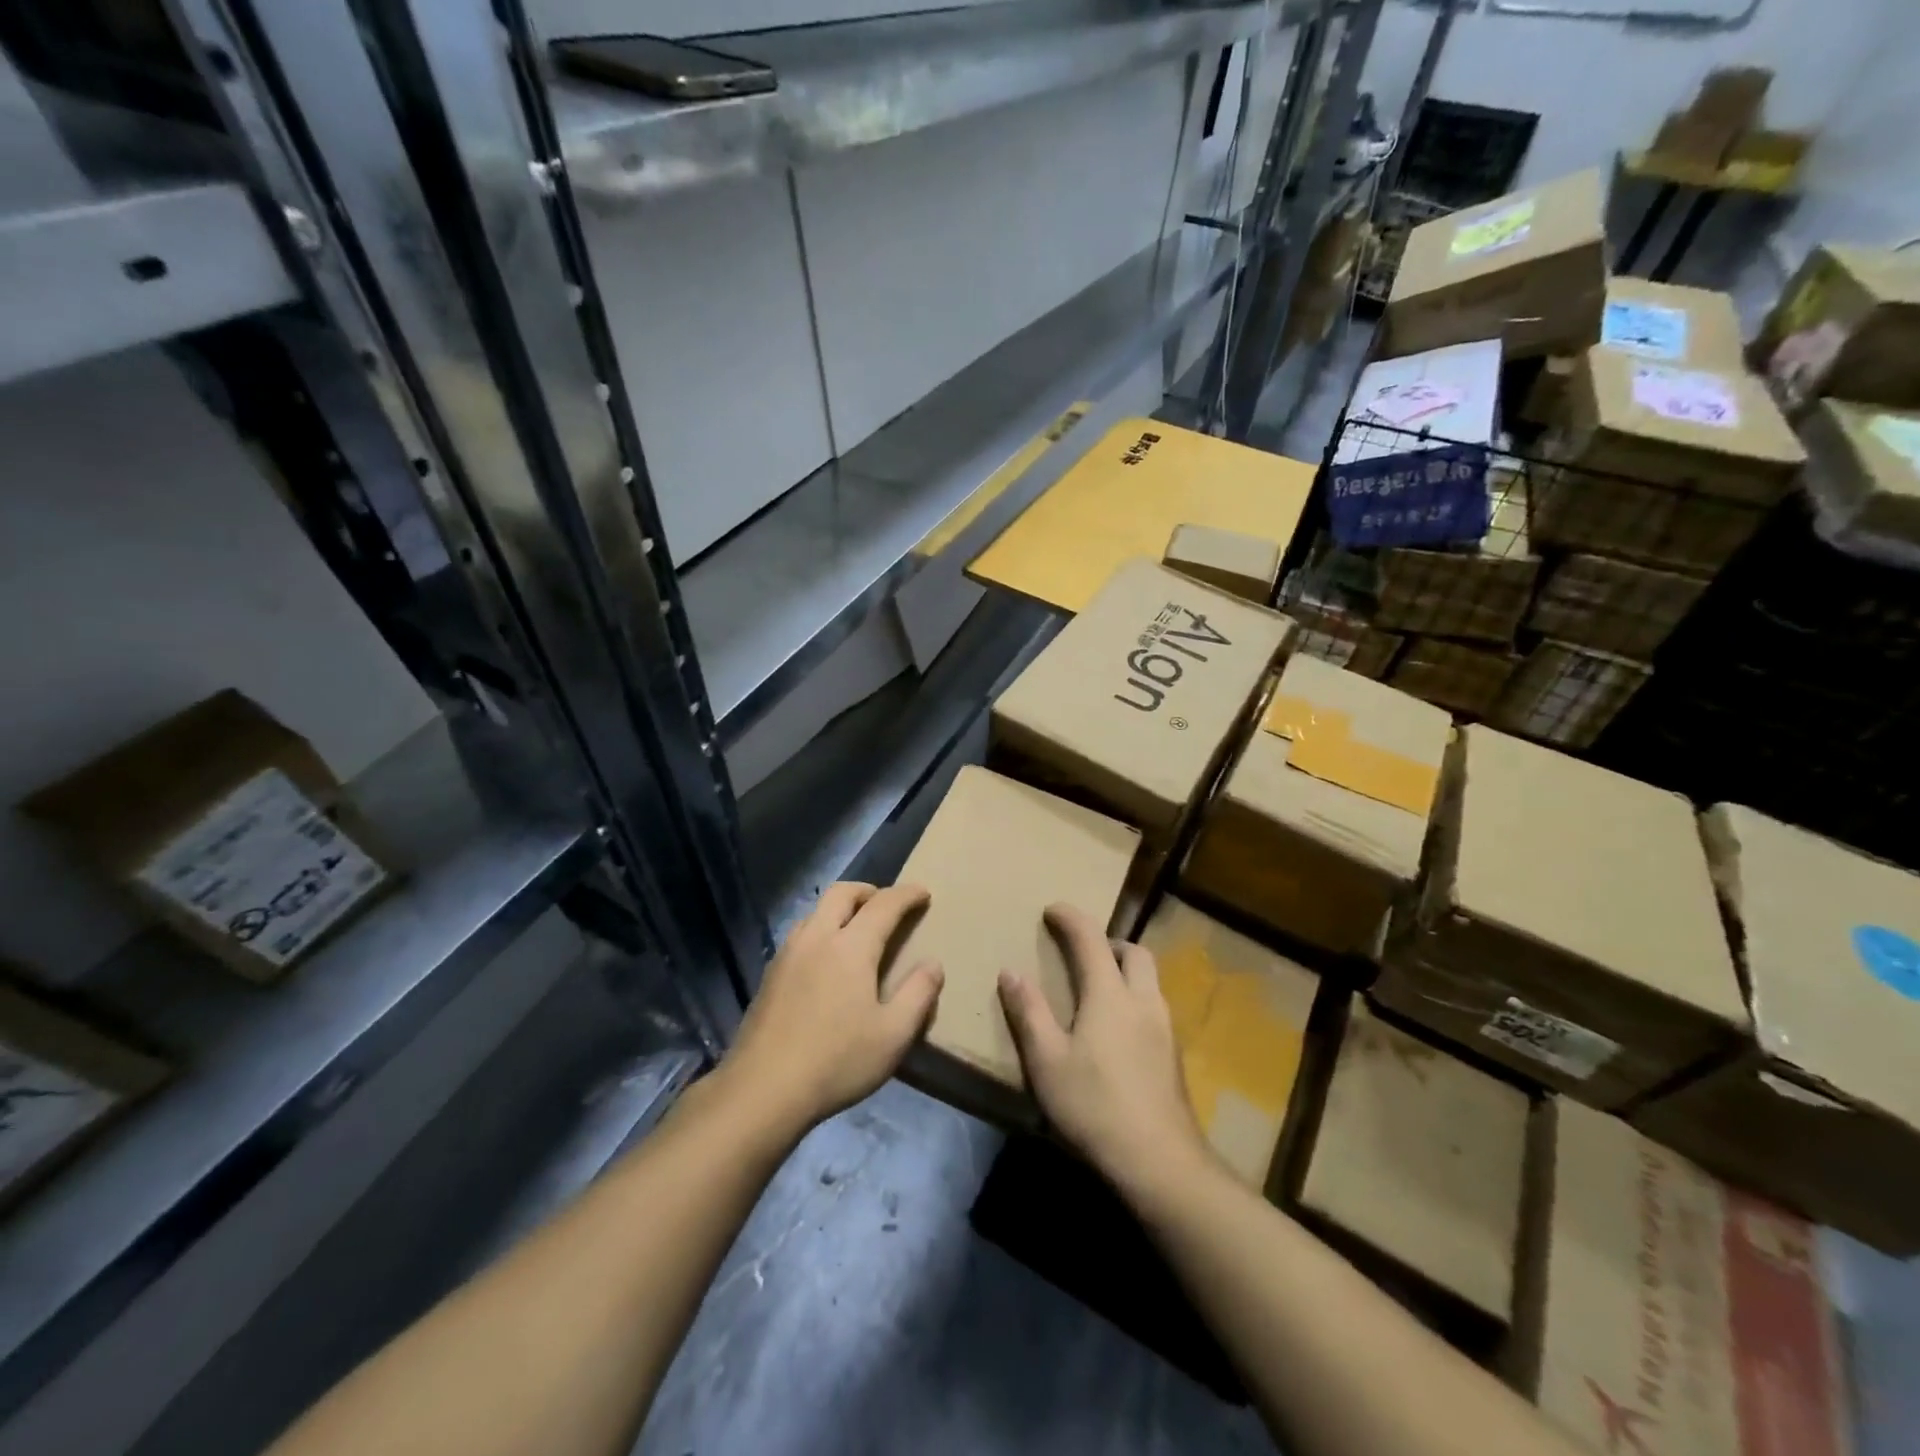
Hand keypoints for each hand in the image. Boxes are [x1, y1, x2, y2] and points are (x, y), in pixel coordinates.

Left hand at [722, 882, 942, 1133]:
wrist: (763, 1089)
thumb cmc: (837, 1061)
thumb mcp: (893, 1035)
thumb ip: (918, 995)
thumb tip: (933, 964)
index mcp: (851, 947)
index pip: (884, 904)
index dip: (906, 895)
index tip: (923, 893)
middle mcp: (817, 938)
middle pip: (842, 893)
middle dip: (869, 890)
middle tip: (887, 904)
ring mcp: (788, 954)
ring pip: (816, 910)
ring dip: (841, 908)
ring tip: (857, 929)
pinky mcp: (770, 974)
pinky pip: (801, 933)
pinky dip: (821, 929)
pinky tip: (826, 960)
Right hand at [998, 904, 1213, 1200]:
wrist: (1161, 1163)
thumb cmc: (1095, 1106)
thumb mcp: (1047, 1061)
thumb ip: (1028, 1013)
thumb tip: (1010, 972)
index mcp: (1110, 994)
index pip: (1090, 938)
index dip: (1071, 918)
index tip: (1053, 909)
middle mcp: (1143, 1000)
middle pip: (1134, 952)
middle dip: (1108, 941)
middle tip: (1082, 952)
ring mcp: (1165, 1028)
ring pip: (1150, 980)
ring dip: (1125, 970)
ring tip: (1098, 990)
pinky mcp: (1175, 1056)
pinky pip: (1155, 1007)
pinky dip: (1134, 999)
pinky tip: (1118, 1031)